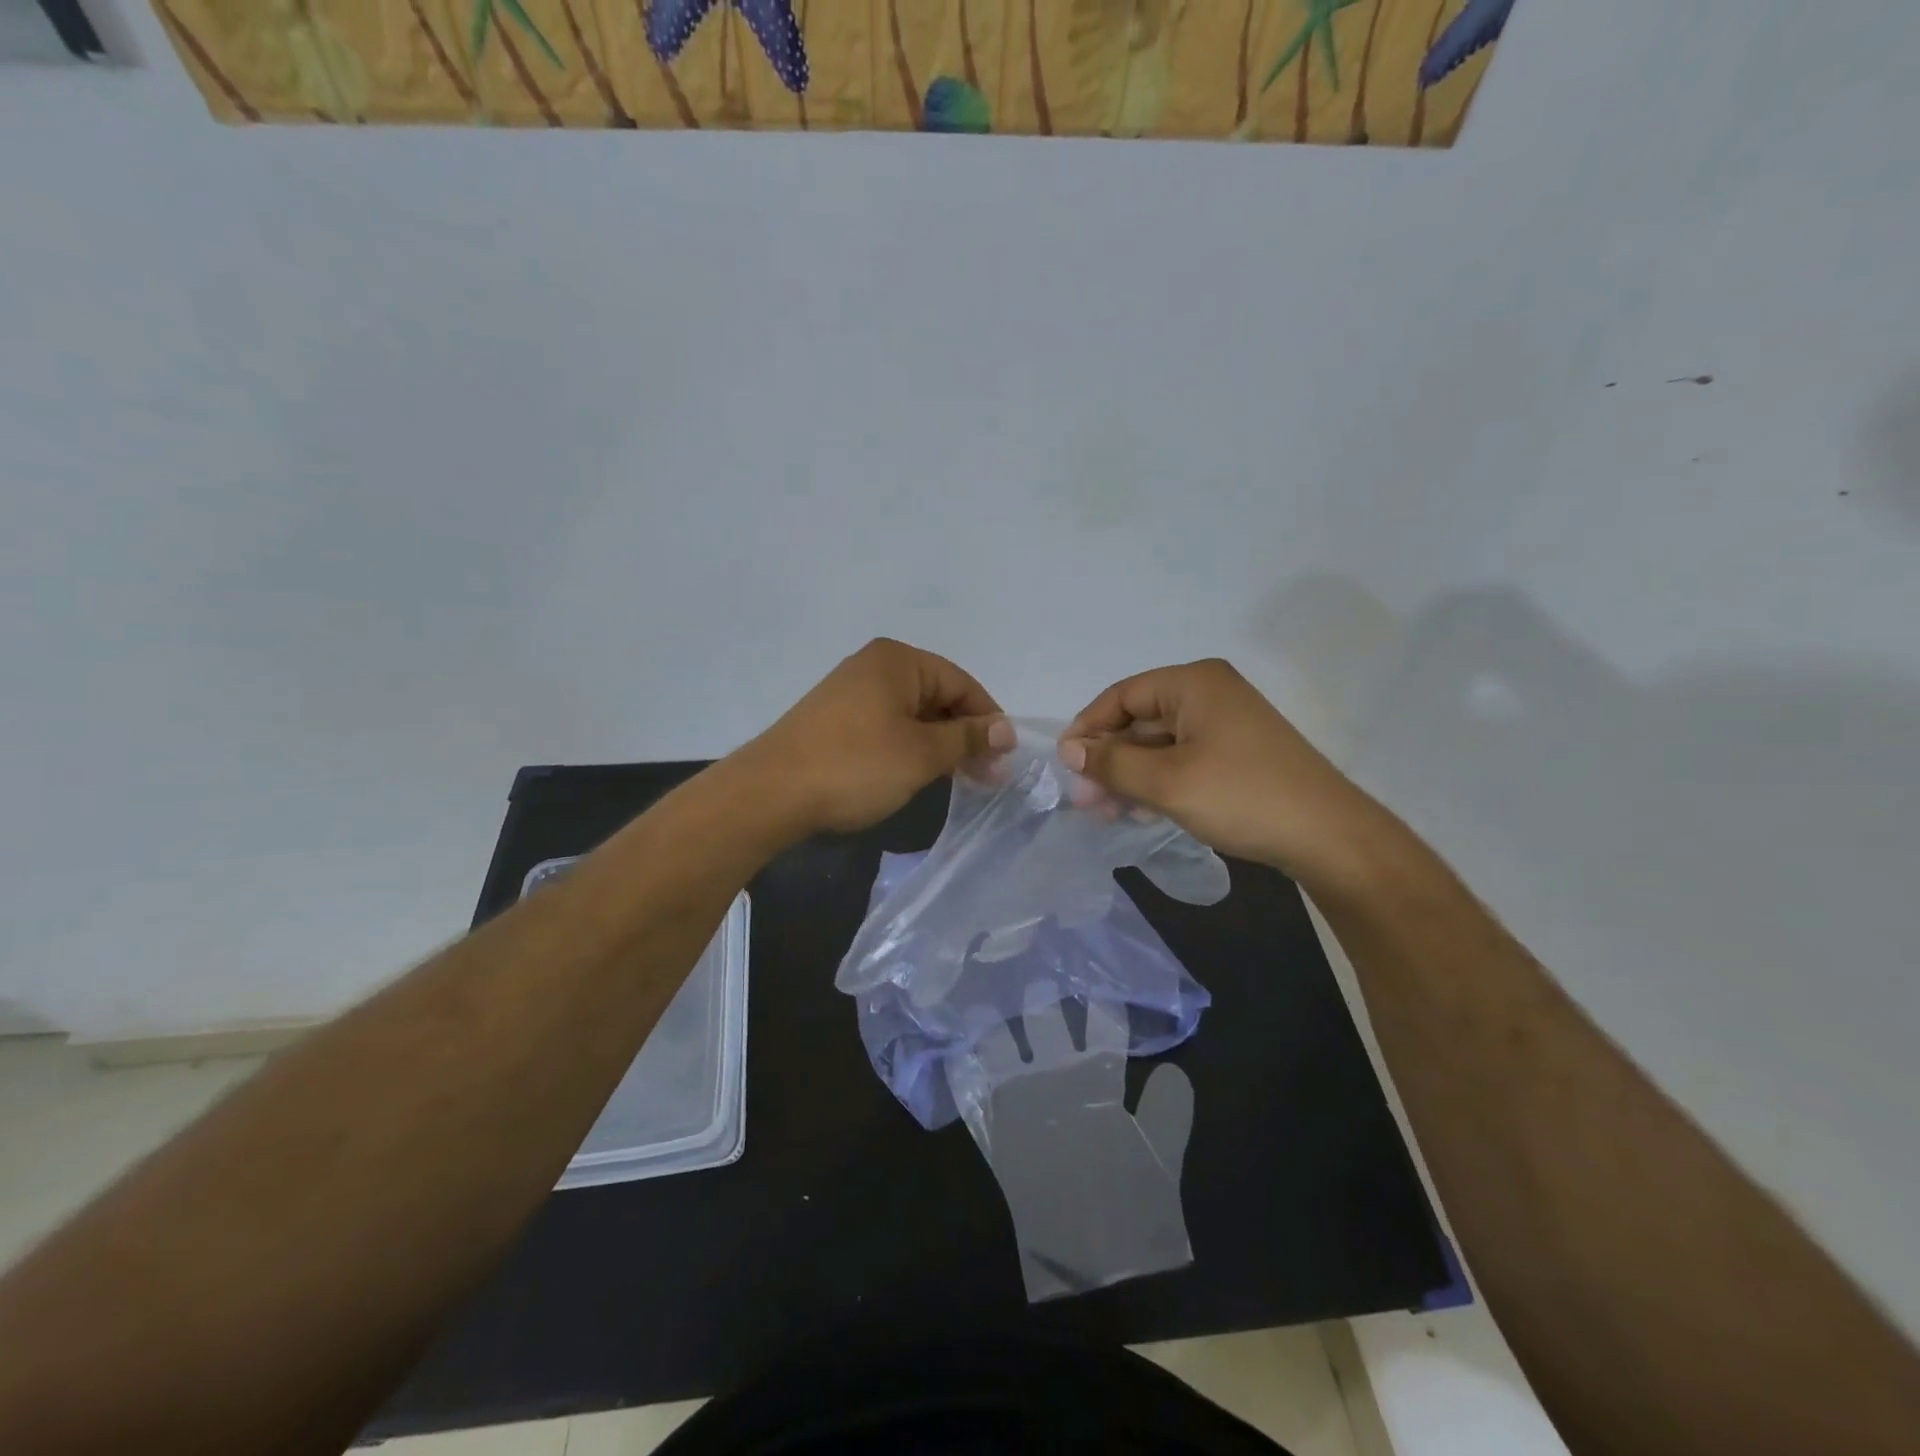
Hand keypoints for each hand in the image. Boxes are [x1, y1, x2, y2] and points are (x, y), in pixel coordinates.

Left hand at [744, 638, 1011, 835]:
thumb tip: (1006, 729)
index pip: (961, 683)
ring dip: (938, 744)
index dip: (988, 720)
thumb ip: (967, 738)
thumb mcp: (921, 754)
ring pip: (913, 714)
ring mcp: (850, 692)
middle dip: (964, 735)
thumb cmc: (855, 766)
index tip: (1004, 760)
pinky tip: (916, 774)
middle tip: (986, 776)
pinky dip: (909, 747)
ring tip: (955, 779)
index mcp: (898, 661)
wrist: (770, 793)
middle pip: (937, 696)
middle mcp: (874, 666)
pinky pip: (887, 726)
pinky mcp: (835, 719)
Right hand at [1057, 658, 1397, 890]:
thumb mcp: (1167, 782)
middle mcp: (1208, 693)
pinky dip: (1157, 781)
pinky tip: (1140, 811)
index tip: (1066, 766)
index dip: (1088, 729)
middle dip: (1108, 759)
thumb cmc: (1242, 797)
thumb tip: (1069, 750)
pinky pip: (1181, 758)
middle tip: (1085, 800)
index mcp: (1193, 683)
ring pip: (1158, 743)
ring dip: (1129, 774)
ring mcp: (1225, 723)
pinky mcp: (1235, 752)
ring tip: (1107, 812)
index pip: (1121, 696)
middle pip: (1139, 719)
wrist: (1328, 836)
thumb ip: (1112, 763)